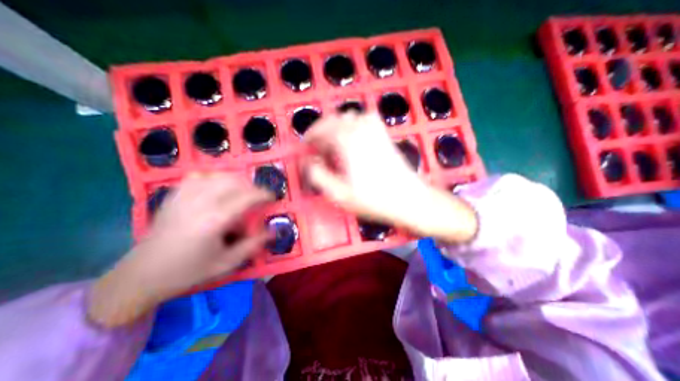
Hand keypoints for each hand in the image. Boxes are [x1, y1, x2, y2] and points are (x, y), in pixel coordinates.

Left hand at [87, 173, 270, 326]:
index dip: (264, 194)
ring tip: (242, 190)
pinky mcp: (174, 196)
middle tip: (258, 196)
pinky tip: (217, 187)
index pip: (247, 197)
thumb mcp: (227, 263)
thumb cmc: (189, 271)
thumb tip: (273, 230)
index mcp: (215, 220)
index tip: (273, 197)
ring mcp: (184, 197)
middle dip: (251, 186)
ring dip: (235, 180)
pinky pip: (198, 177)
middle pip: (234, 181)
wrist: (141, 276)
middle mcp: (200, 203)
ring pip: (217, 175)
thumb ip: (253, 244)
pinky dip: (214, 177)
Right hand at [302, 113, 475, 241]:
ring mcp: (375, 129)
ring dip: (336, 126)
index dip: (310, 137)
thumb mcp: (340, 194)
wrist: (409, 199)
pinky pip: (364, 119)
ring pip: (348, 116)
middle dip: (321, 130)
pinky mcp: (384, 134)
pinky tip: (353, 138)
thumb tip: (308, 161)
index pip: (321, 130)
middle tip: (317, 148)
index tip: (305, 147)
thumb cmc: (374, 199)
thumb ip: (318, 176)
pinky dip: (353, 124)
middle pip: (333, 120)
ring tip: (333, 143)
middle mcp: (360, 128)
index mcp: (347, 141)